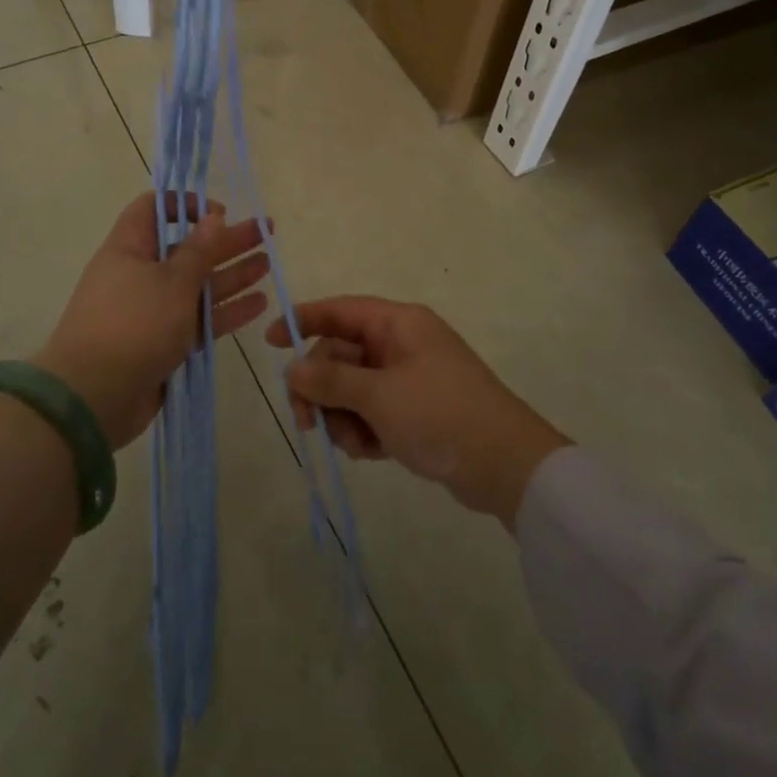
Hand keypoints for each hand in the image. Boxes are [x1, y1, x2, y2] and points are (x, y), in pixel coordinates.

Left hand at [32, 193, 269, 448]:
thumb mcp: (172, 281)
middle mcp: (140, 275)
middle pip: (187, 248)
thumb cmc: (133, 324)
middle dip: (226, 240)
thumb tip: (213, 215)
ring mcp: (152, 312)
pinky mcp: (164, 344)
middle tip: (266, 230)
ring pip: (198, 286)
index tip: (218, 211)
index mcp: (130, 249)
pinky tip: (258, 303)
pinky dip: (226, 311)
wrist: (94, 397)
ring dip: (232, 274)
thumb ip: (199, 250)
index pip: (152, 209)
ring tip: (268, 263)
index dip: (184, 204)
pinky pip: (199, 320)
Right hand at [266, 297, 569, 526]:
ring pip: (353, 388)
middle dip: (322, 388)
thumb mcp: (379, 395)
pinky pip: (372, 412)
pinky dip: (364, 430)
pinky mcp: (415, 412)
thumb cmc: (440, 415)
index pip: (341, 310)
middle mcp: (402, 344)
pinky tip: (371, 452)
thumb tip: (293, 369)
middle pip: (341, 355)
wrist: (506, 466)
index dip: (304, 320)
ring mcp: (409, 379)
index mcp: (399, 324)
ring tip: (355, 443)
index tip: (270, 340)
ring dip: (343, 416)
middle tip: (307, 422)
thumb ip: (331, 379)